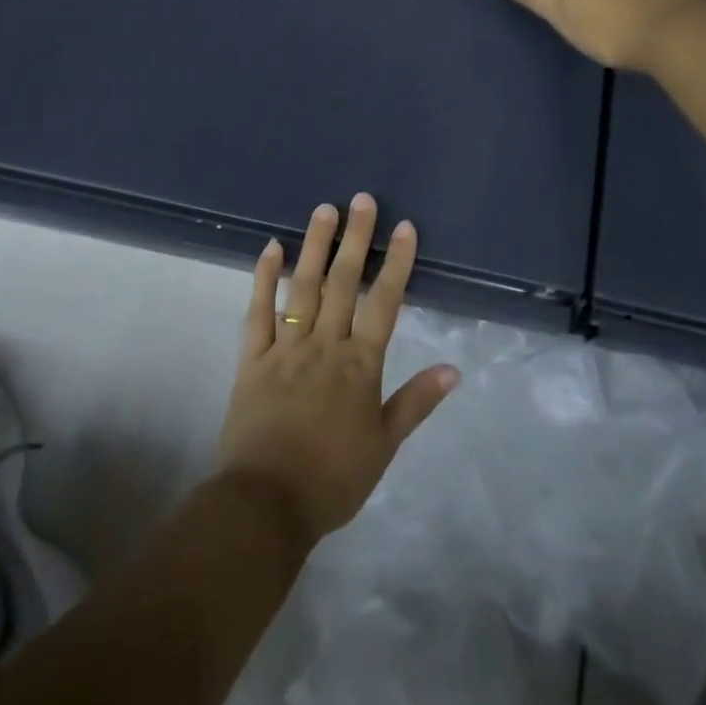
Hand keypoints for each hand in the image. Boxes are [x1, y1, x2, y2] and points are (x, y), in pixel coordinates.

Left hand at [218, 194, 458, 547]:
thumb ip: (416, 403)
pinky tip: (271, 248)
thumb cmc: (333, 479)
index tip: (405, 228)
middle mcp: (325, 345)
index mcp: (360, 365)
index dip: (396, 263)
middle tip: (362, 200)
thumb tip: (453, 370)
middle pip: (343, 283)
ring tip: (323, 210)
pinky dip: (263, 278)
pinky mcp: (252, 359)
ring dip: (314, 246)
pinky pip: (257, 312)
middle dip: (355, 239)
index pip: (384, 302)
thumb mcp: (384, 446)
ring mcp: (285, 348)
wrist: (266, 504)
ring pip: (303, 287)